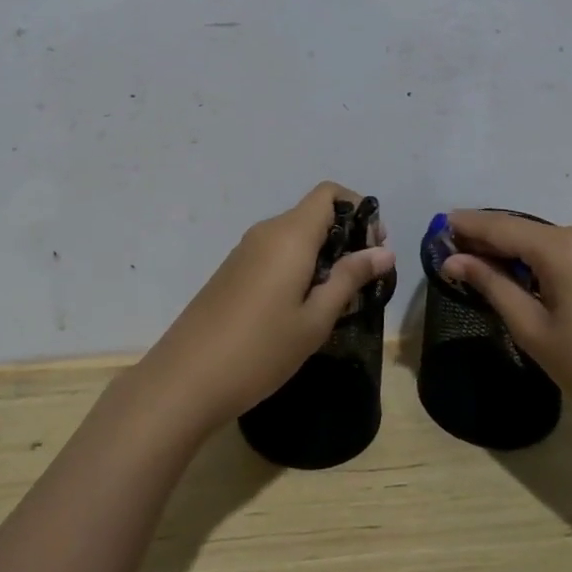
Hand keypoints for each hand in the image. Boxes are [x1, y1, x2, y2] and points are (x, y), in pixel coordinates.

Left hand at [140, 183, 395, 434]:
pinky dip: (299, 266)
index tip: (375, 248)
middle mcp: (267, 232)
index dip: (359, 210)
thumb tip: (384, 252)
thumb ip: (350, 279)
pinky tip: (304, 307)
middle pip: (314, 213)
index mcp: (290, 235)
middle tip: (365, 280)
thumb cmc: (260, 350)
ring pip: (295, 235)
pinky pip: (276, 252)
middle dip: (346, 237)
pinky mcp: (233, 270)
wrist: (186, 378)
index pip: (329, 194)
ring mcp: (245, 250)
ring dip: (323, 255)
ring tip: (339, 299)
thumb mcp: (315, 319)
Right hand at [440, 211, 571, 448]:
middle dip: (488, 239)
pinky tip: (520, 275)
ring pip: (545, 239)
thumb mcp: (533, 329)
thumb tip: (453, 260)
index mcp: (563, 247)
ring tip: (479, 265)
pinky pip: (567, 250)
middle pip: (523, 230)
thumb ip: (491, 285)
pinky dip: (539, 259)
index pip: (502, 227)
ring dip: (513, 250)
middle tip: (452, 251)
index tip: (437, 226)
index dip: (467, 226)